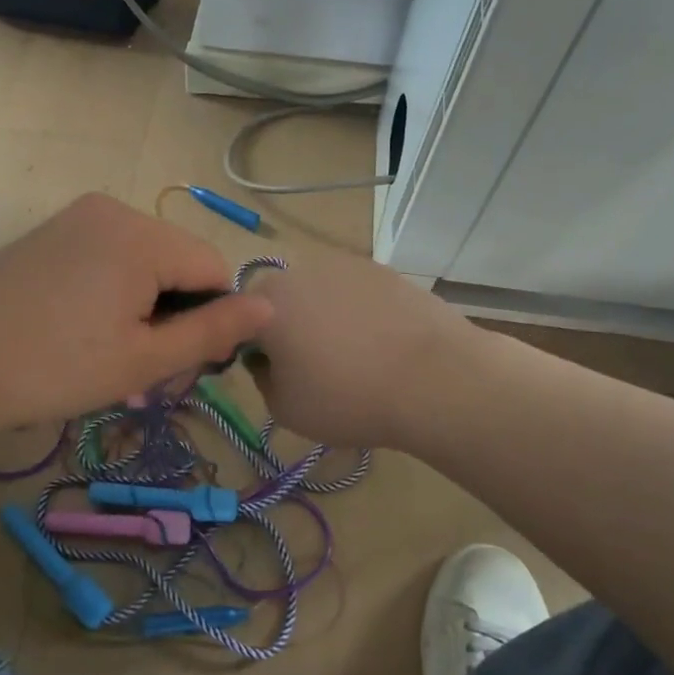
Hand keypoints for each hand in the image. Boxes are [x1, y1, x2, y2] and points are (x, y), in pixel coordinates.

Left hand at [0, 193, 272, 431]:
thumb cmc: (55, 368)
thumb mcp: (144, 360)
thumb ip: (212, 331)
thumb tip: (269, 307)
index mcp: (141, 235)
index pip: (213, 269)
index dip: (209, 318)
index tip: (177, 362)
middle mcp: (113, 209)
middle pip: (178, 261)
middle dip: (174, 311)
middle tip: (140, 365)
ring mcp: (77, 215)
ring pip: (145, 259)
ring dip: (145, 303)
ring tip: (109, 349)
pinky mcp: (52, 230)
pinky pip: (109, 254)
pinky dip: (114, 288)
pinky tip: (83, 325)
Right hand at [246, 247, 474, 451]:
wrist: (435, 379)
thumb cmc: (348, 398)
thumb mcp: (284, 409)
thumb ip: (262, 380)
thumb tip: (269, 361)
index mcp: (266, 302)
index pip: (239, 320)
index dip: (252, 348)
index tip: (274, 374)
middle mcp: (300, 271)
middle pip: (281, 301)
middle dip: (289, 328)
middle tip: (313, 368)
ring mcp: (346, 265)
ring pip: (321, 294)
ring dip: (326, 319)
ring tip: (355, 358)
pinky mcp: (384, 270)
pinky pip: (357, 293)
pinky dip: (361, 313)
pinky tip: (383, 344)